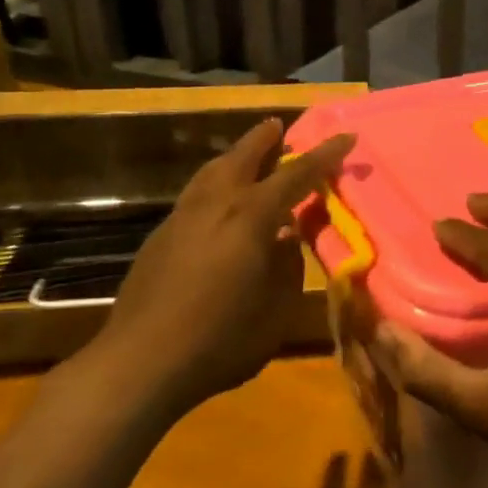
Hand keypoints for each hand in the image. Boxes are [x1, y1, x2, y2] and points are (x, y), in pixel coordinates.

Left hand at [76, 118, 353, 416]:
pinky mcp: (160, 237)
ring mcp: (181, 218)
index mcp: (250, 217)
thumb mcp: (276, 309)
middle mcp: (215, 205)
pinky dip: (215, 183)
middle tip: (279, 125)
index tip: (347, 136)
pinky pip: (196, 194)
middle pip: (241, 158)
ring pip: (211, 172)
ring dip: (234, 157)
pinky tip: (219, 202)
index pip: (296, 175)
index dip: (325, 155)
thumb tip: (287, 238)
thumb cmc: (222, 339)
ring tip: (248, 154)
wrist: (140, 362)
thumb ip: (288, 266)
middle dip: (264, 139)